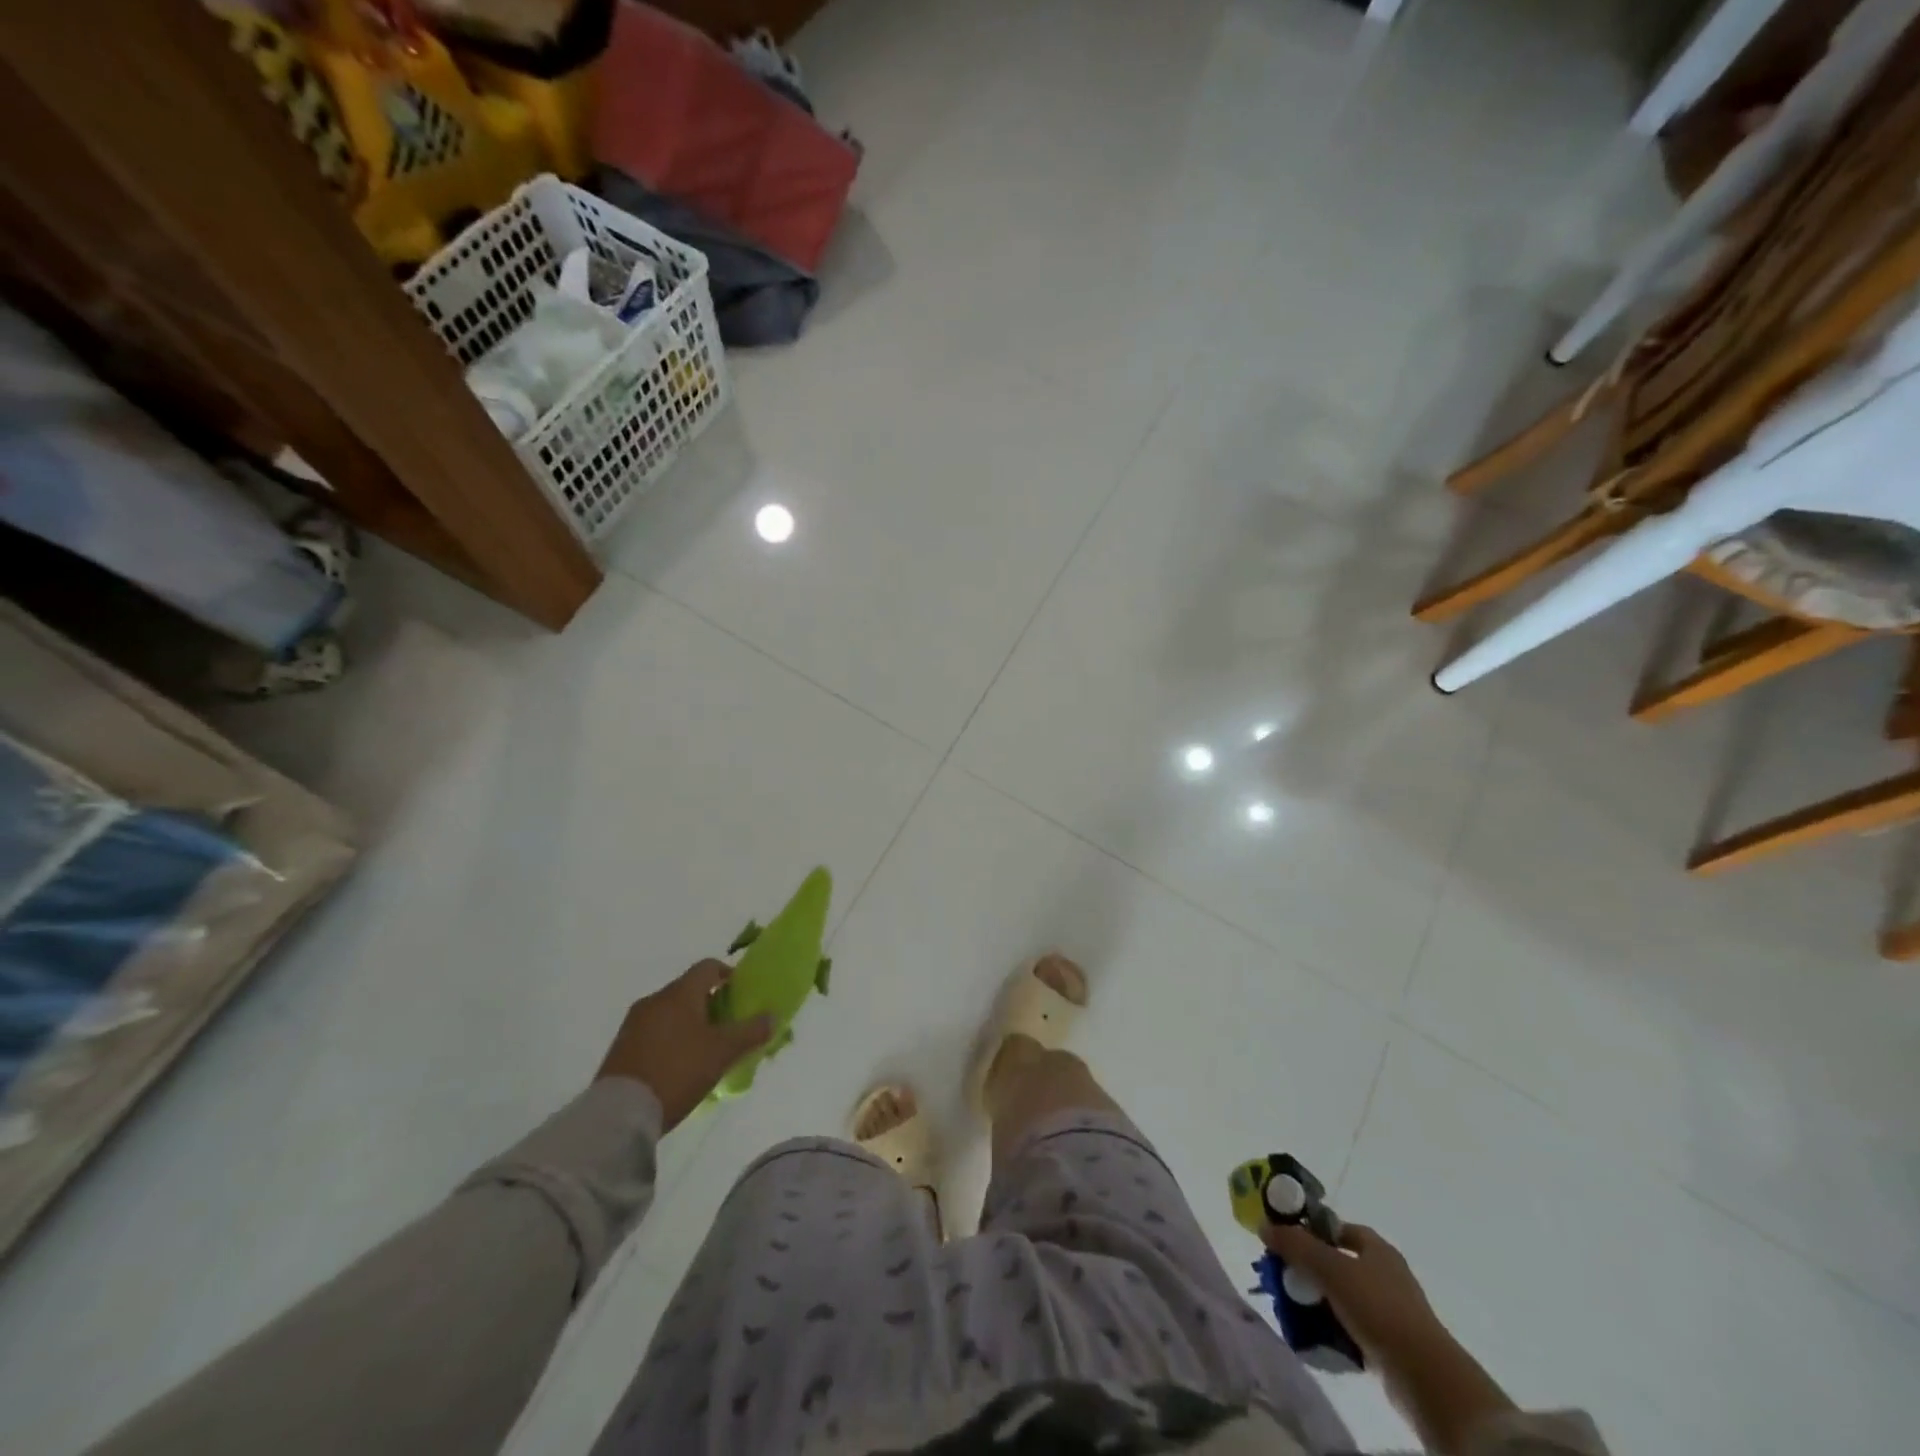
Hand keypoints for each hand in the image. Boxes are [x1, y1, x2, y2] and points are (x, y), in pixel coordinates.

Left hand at [596, 959, 770, 1132]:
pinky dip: (670, 1040)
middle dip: (710, 1004)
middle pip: (689, 990)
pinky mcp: (620, 1048)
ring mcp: (633, 1024)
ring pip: (670, 1013)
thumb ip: (751, 1032)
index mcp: (680, 993)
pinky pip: (653, 1033)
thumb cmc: (678, 1071)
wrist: (619, 1114)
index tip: (741, 995)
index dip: (728, 975)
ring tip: (704, 1051)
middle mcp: (654, 1000)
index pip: (708, 967)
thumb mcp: (722, 1053)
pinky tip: (678, 1067)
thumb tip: (772, 1016)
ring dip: (689, 1024)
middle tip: (727, 1028)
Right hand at [1265, 1223, 1516, 1455]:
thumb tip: (1263, 1225)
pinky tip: (1316, 1336)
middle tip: (1285, 1275)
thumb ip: (1296, 1245)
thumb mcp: (1330, 1269)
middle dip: (1312, 1268)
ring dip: (1321, 1301)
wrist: (1425, 1376)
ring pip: (1345, 1297)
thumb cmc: (1378, 1308)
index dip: (1314, 1229)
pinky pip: (1354, 1328)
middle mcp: (1387, 1275)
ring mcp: (1392, 1312)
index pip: (1340, 1228)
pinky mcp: (1391, 1345)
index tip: (1288, 1238)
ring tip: (1294, 1308)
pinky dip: (1334, 1329)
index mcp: (1378, 1249)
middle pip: (1340, 1262)